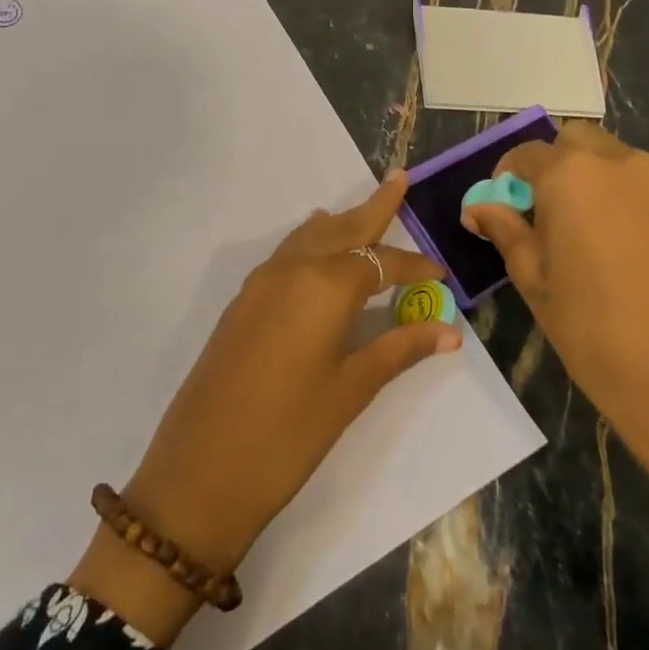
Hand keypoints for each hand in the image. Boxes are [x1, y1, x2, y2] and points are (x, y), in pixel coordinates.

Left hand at [69, 170, 461, 643]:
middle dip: (374, 208)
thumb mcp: (351, 390)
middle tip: (398, 180)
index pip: (382, 263)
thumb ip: (398, 349)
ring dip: (338, 224)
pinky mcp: (241, 303)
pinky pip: (285, 256)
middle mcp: (291, 270)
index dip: (415, 268)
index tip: (442, 276)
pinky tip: (317, 254)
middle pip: (341, 229)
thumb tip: (448, 331)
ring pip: (308, 238)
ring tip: (361, 213)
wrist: (200, 469)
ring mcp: (259, 284)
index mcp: (325, 285)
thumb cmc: (289, 433)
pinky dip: (309, 245)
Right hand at [463, 123, 648, 576]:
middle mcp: (621, 164)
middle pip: (575, 143)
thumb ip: (505, 231)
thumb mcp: (534, 280)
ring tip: (581, 236)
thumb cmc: (593, 331)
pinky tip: (620, 249)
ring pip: (613, 161)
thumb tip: (479, 207)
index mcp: (572, 175)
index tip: (497, 209)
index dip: (505, 178)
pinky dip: (622, 199)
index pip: (526, 154)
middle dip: (551, 167)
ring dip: (588, 180)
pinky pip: (644, 187)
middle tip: (539, 216)